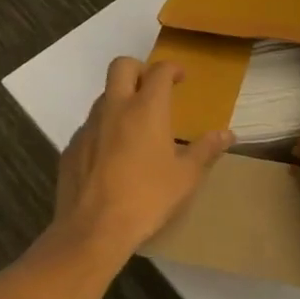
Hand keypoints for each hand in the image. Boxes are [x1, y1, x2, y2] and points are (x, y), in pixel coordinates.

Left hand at [54, 58, 230, 259]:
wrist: (92, 232)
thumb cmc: (147, 198)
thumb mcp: (186, 176)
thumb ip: (206, 150)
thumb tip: (228, 134)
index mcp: (147, 109)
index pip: (159, 71)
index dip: (172, 68)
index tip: (181, 78)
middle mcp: (115, 109)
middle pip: (122, 66)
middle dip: (139, 69)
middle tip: (152, 89)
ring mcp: (89, 127)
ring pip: (104, 96)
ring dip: (120, 100)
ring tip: (136, 126)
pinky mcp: (71, 148)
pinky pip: (90, 127)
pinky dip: (104, 130)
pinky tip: (113, 156)